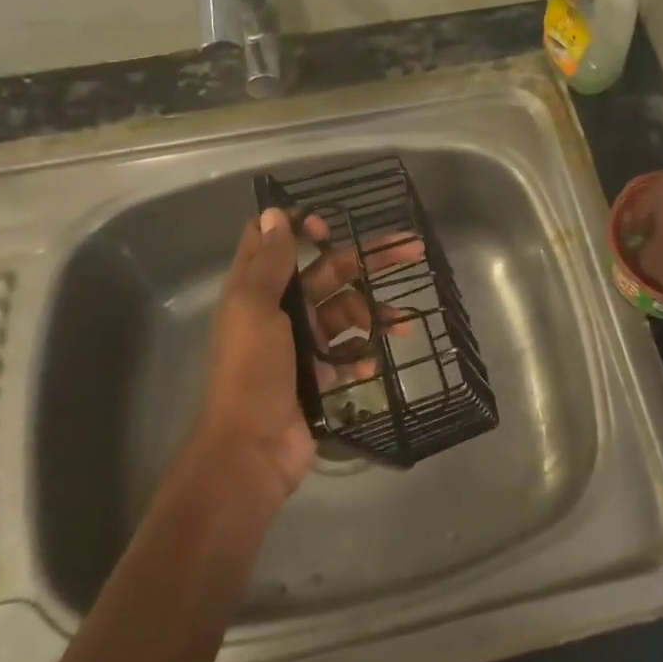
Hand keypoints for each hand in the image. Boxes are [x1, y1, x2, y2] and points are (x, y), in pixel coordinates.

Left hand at [189, 208, 428, 503]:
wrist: (251, 449)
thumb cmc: (251, 371)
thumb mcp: (255, 309)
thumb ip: (269, 263)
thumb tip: (275, 213)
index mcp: (258, 290)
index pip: (275, 243)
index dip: (300, 227)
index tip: (331, 226)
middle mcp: (279, 310)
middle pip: (327, 273)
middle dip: (366, 260)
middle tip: (411, 249)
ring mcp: (301, 344)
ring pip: (346, 313)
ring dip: (375, 313)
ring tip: (405, 321)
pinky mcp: (317, 375)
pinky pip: (348, 353)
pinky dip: (364, 353)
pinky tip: (376, 358)